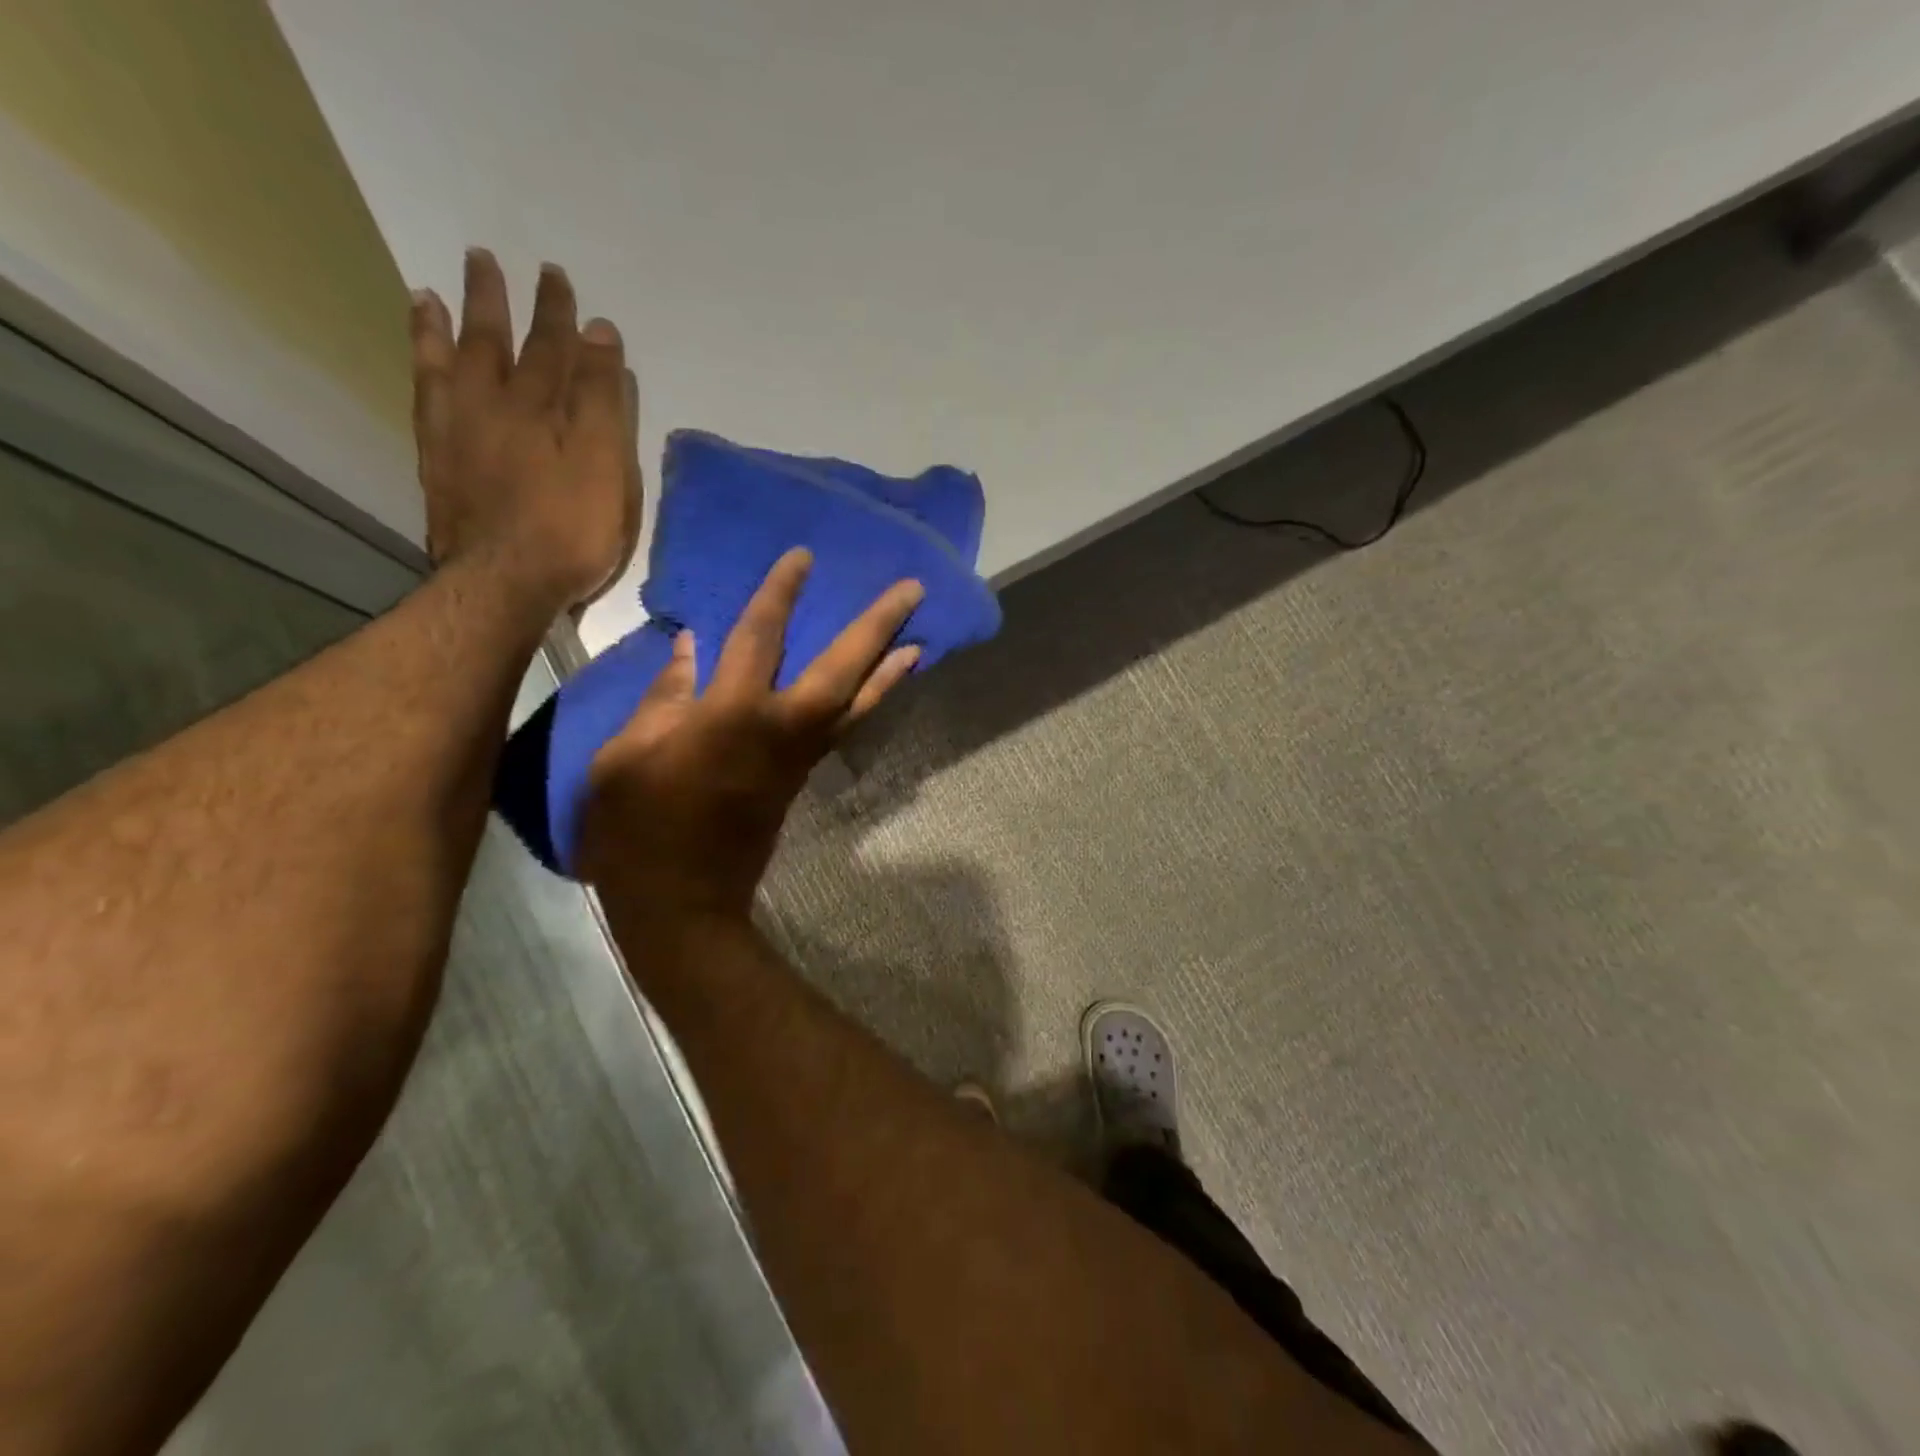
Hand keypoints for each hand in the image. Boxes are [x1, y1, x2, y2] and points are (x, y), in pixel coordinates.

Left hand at [410, 250, 640, 609]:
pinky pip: (425, 398)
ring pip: (448, 364)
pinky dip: (421, 370)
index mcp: (541, 407)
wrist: (507, 581)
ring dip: (443, 326)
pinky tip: (422, 361)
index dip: (559, 314)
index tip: (558, 278)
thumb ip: (601, 398)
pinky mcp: (437, 462)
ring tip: (430, 294)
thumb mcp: (605, 463)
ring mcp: (458, 432)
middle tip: (484, 259)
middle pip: (495, 343)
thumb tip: (598, 332)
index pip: (553, 348)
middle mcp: (493, 406)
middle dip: (497, 302)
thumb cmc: (572, 529)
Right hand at [578, 549, 923, 920]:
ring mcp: (798, 757)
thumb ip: (664, 695)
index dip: (781, 594)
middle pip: (841, 669)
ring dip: (889, 670)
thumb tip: (691, 646)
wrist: (680, 901)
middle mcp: (780, 729)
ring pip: (856, 705)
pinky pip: (843, 730)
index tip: (804, 557)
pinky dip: (866, 704)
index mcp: (731, 715)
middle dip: (877, 626)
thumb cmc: (636, 827)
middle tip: (912, 589)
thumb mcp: (625, 755)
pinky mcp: (801, 778)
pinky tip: (875, 688)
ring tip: (920, 640)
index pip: (760, 638)